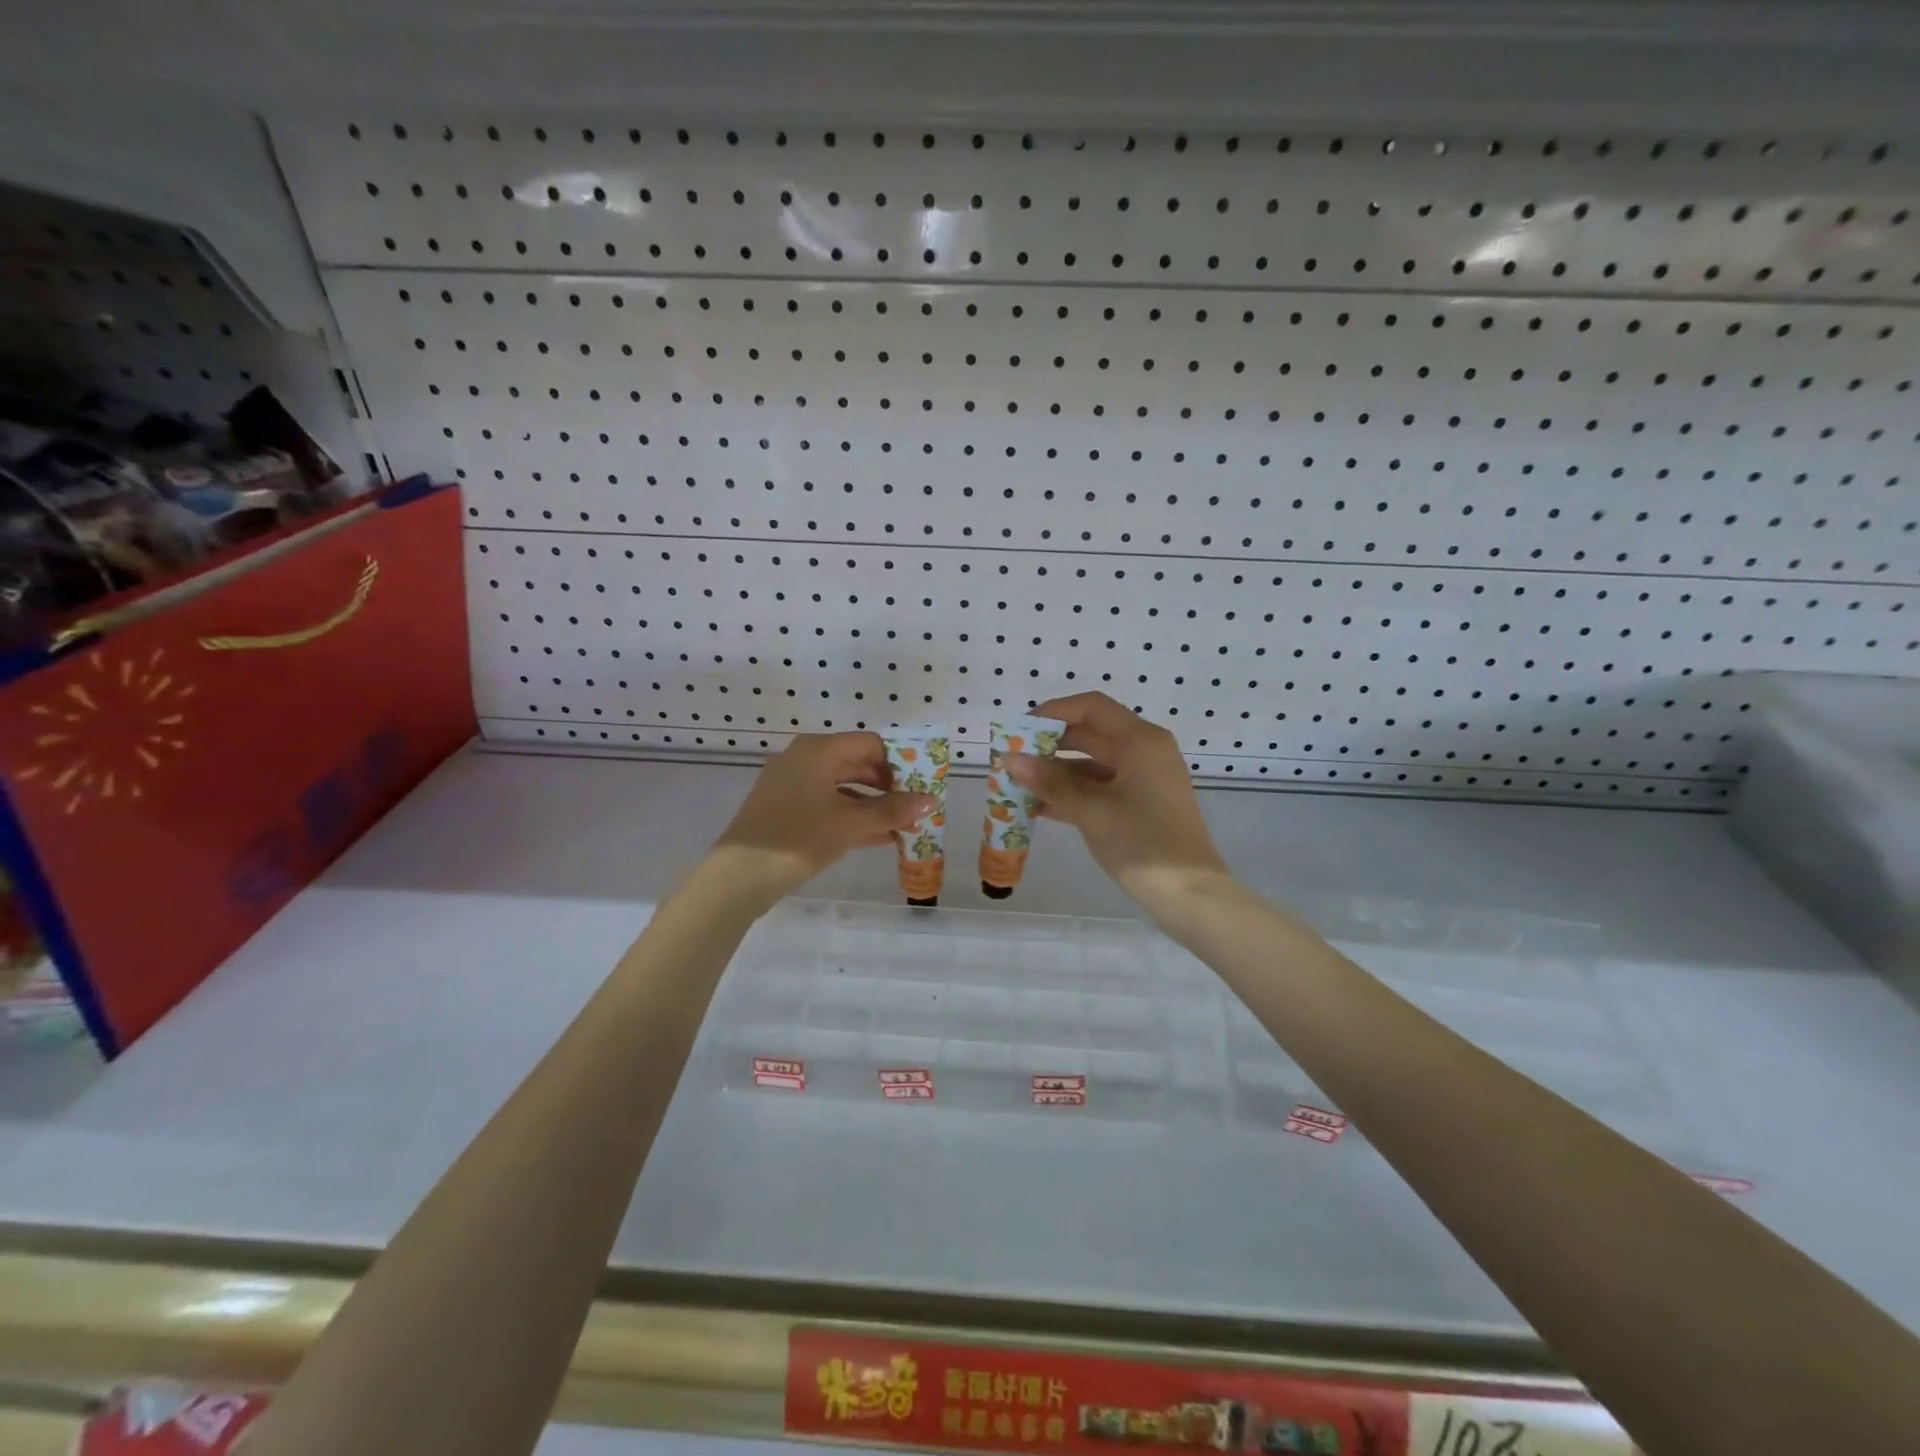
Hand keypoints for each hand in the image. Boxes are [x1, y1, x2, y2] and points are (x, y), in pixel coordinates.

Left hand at [711, 732, 934, 906]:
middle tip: (914, 808)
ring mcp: (791, 784)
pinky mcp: (784, 808)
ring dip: (872, 805)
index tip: (919, 787)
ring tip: (902, 827)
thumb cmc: (798, 839)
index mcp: (818, 751)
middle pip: (856, 764)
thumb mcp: (850, 824)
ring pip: (842, 787)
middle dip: (888, 787)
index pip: (870, 744)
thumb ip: (892, 811)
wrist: (739, 876)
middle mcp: (803, 759)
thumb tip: (931, 801)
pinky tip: (877, 837)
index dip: (899, 763)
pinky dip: (850, 816)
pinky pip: (826, 804)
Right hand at [1006, 692, 1230, 915]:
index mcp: (1141, 741)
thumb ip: (1050, 782)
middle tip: (1011, 759)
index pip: (1091, 708)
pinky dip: (1072, 793)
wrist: (1191, 895)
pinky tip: (1038, 807)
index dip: (1053, 713)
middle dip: (1049, 745)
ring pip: (1092, 764)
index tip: (1019, 730)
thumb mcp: (1091, 811)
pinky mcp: (1140, 805)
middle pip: (1091, 734)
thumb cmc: (1143, 843)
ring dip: (1056, 773)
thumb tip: (1010, 759)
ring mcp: (1143, 779)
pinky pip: (1100, 788)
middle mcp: (1144, 752)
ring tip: (1017, 784)